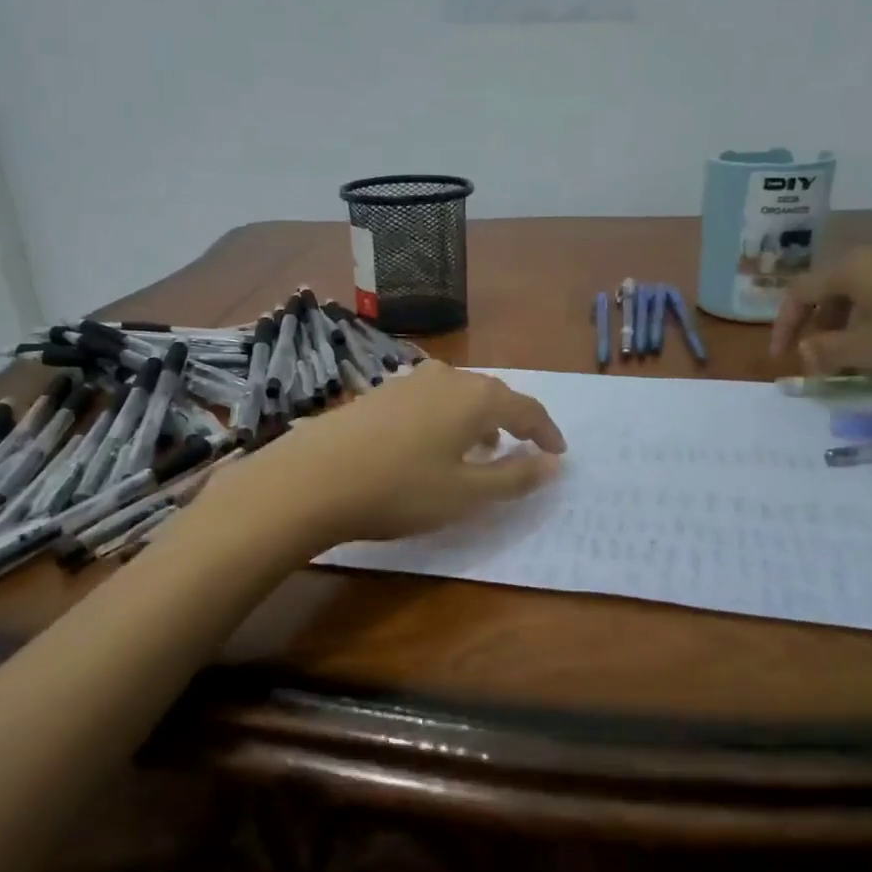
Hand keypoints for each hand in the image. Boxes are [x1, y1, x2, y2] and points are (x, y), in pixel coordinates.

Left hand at [206, 361, 566, 550]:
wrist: (313, 478)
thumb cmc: (401, 489)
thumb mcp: (466, 493)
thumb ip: (515, 477)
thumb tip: (552, 463)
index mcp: (476, 397)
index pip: (526, 407)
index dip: (546, 431)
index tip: (558, 453)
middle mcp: (446, 378)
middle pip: (492, 395)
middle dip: (512, 422)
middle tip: (521, 449)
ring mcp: (408, 381)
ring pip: (459, 395)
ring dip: (477, 420)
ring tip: (480, 449)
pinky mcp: (379, 392)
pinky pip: (430, 400)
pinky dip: (446, 419)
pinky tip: (433, 444)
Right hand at [770, 242, 871, 378]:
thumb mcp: (871, 350)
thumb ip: (827, 351)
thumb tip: (806, 352)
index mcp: (853, 263)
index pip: (800, 291)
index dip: (784, 325)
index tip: (782, 357)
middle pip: (831, 279)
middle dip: (819, 317)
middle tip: (820, 350)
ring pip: (864, 276)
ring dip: (849, 310)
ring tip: (856, 342)